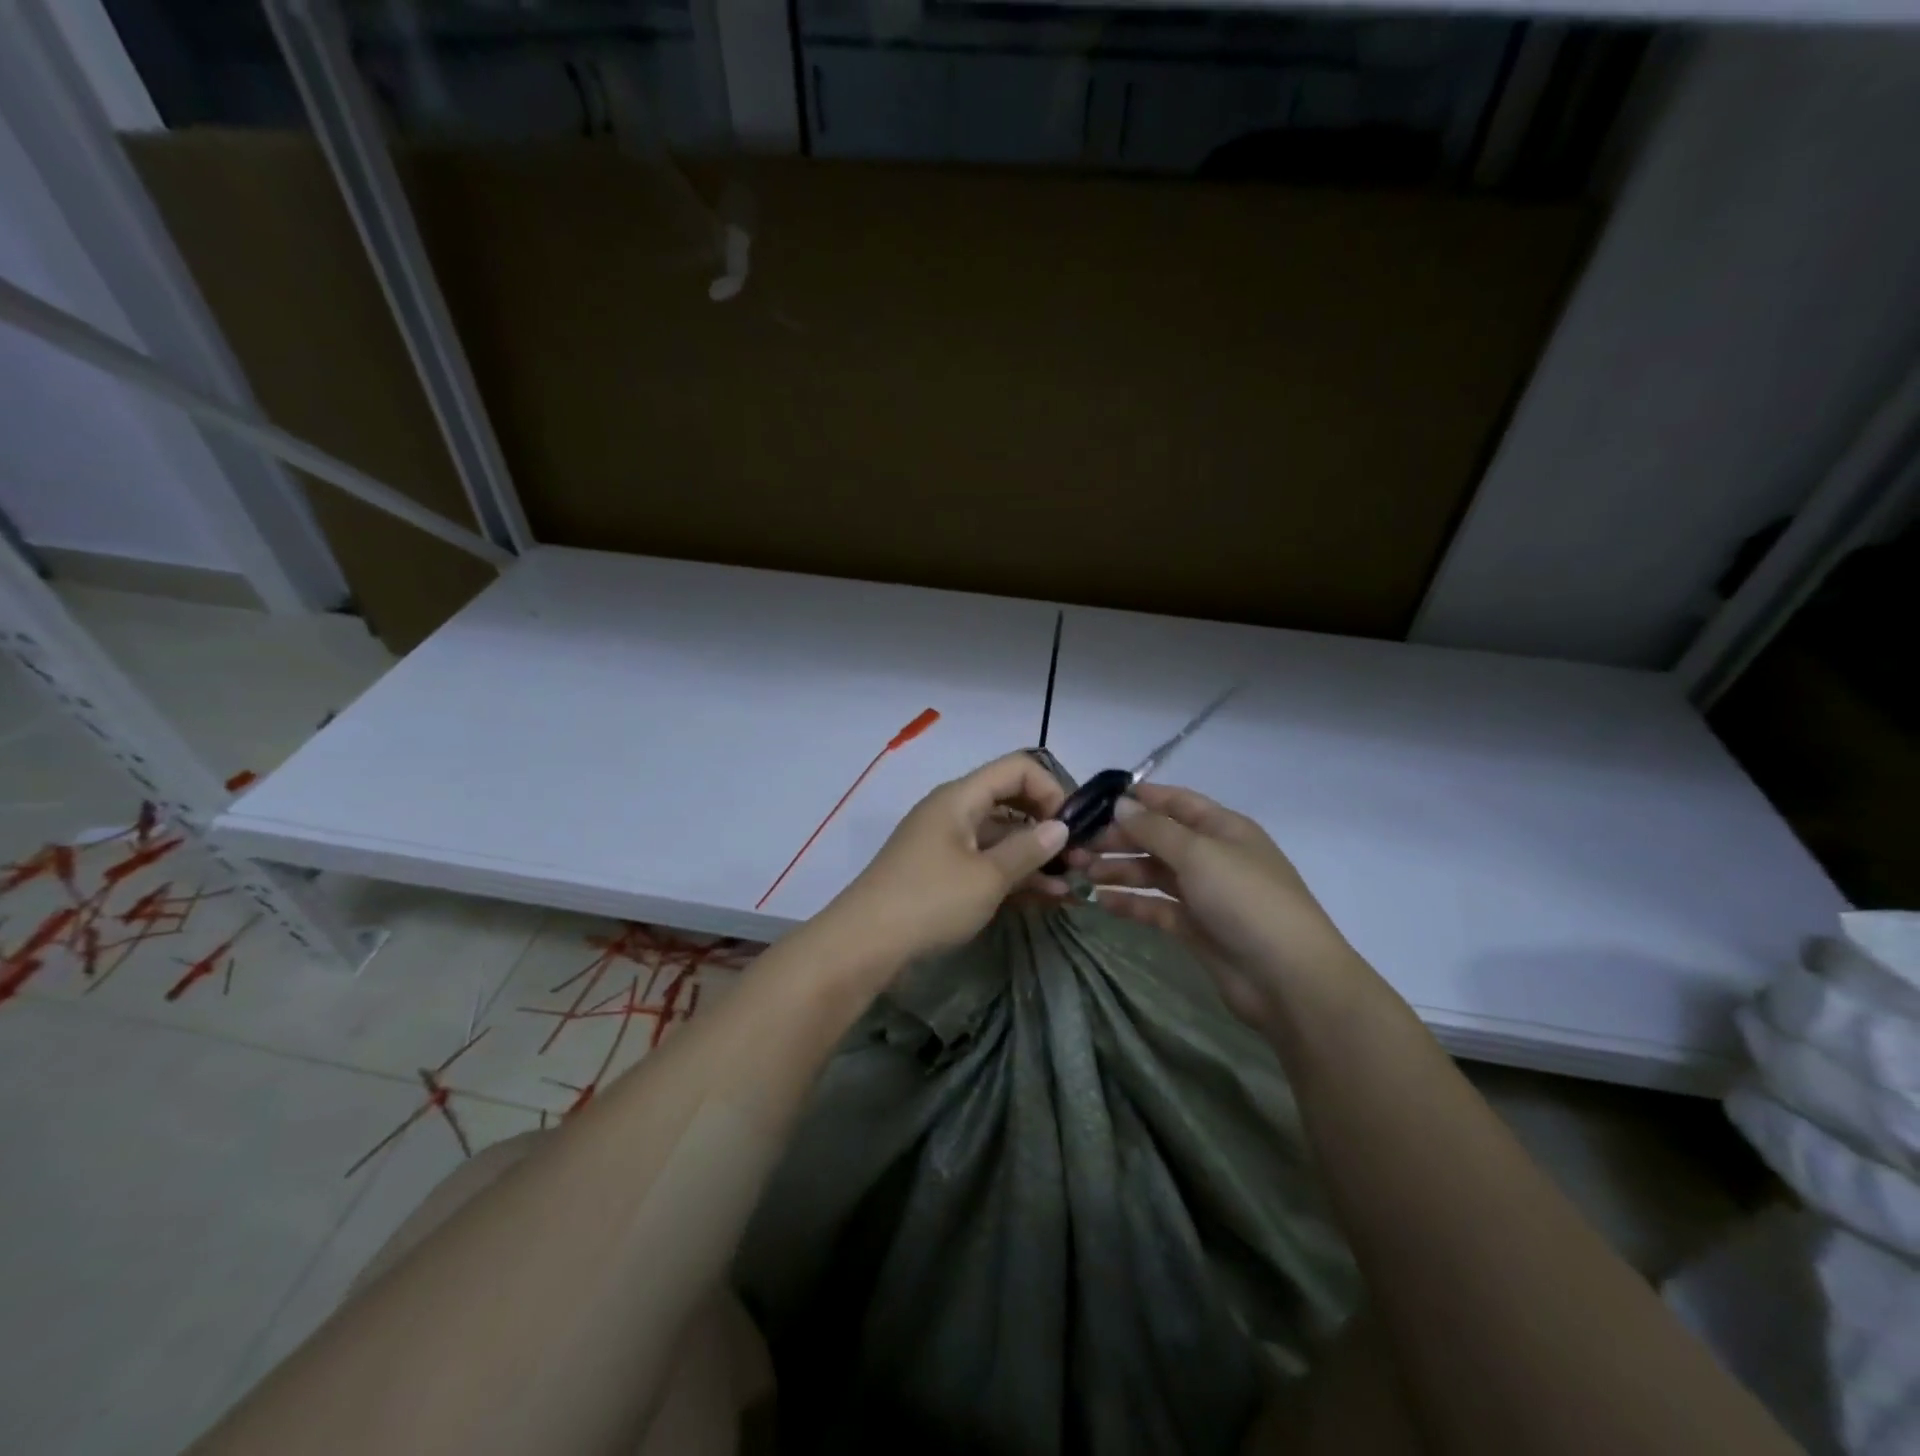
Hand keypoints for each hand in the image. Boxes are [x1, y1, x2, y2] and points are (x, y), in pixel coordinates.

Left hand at [827, 752, 1071, 966]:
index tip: (1073, 826)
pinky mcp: (942, 872)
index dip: (1051, 790)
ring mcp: (946, 842)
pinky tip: (1045, 897)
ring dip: (1035, 856)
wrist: (864, 943)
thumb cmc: (929, 900)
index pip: (1018, 768)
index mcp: (961, 797)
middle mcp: (954, 811)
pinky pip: (986, 862)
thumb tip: (1061, 826)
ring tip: (1071, 885)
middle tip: (1079, 857)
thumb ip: (1028, 849)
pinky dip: (1013, 874)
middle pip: (1011, 801)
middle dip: (1048, 825)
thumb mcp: (987, 877)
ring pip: (1001, 836)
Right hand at [1074, 783, 1361, 1026]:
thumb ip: (1155, 828)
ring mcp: (1204, 894)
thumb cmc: (1245, 900)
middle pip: (1158, 838)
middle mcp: (1212, 856)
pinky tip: (1101, 902)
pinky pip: (1155, 908)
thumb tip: (1121, 803)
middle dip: (1118, 839)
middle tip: (1076, 846)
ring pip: (1153, 873)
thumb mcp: (1199, 853)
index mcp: (1222, 828)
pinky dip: (1130, 903)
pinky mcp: (1195, 928)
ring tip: (1080, 872)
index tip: (1094, 802)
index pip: (1175, 802)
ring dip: (1119, 870)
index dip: (1138, 798)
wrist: (1288, 979)